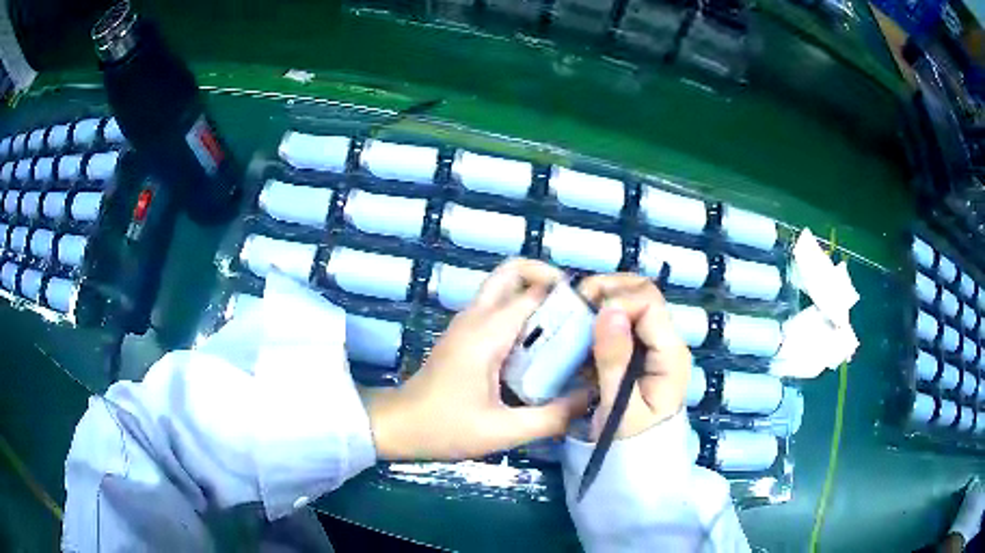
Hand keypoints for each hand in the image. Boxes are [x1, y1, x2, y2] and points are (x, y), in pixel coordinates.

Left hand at [368, 259, 590, 460]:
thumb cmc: (444, 427)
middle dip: (547, 277)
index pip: (534, 292)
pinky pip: (498, 306)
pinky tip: (540, 345)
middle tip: (576, 309)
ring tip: (565, 327)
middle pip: (513, 270)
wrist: (398, 425)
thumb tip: (591, 399)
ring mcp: (467, 322)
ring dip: (536, 294)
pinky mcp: (465, 333)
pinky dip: (523, 310)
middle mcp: (476, 316)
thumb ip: (551, 417)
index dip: (567, 297)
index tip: (594, 316)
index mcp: (486, 332)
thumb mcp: (502, 432)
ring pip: (505, 285)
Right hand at [578, 274, 691, 440]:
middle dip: (609, 289)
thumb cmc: (630, 439)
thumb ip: (615, 361)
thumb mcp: (620, 406)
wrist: (637, 461)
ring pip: (632, 300)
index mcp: (670, 353)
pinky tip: (582, 327)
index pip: (649, 303)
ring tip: (577, 313)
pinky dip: (601, 315)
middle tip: (577, 304)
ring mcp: (653, 344)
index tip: (586, 314)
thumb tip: (610, 311)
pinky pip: (622, 319)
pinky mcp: (639, 350)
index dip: (617, 300)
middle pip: (644, 293)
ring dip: (603, 299)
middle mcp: (666, 341)